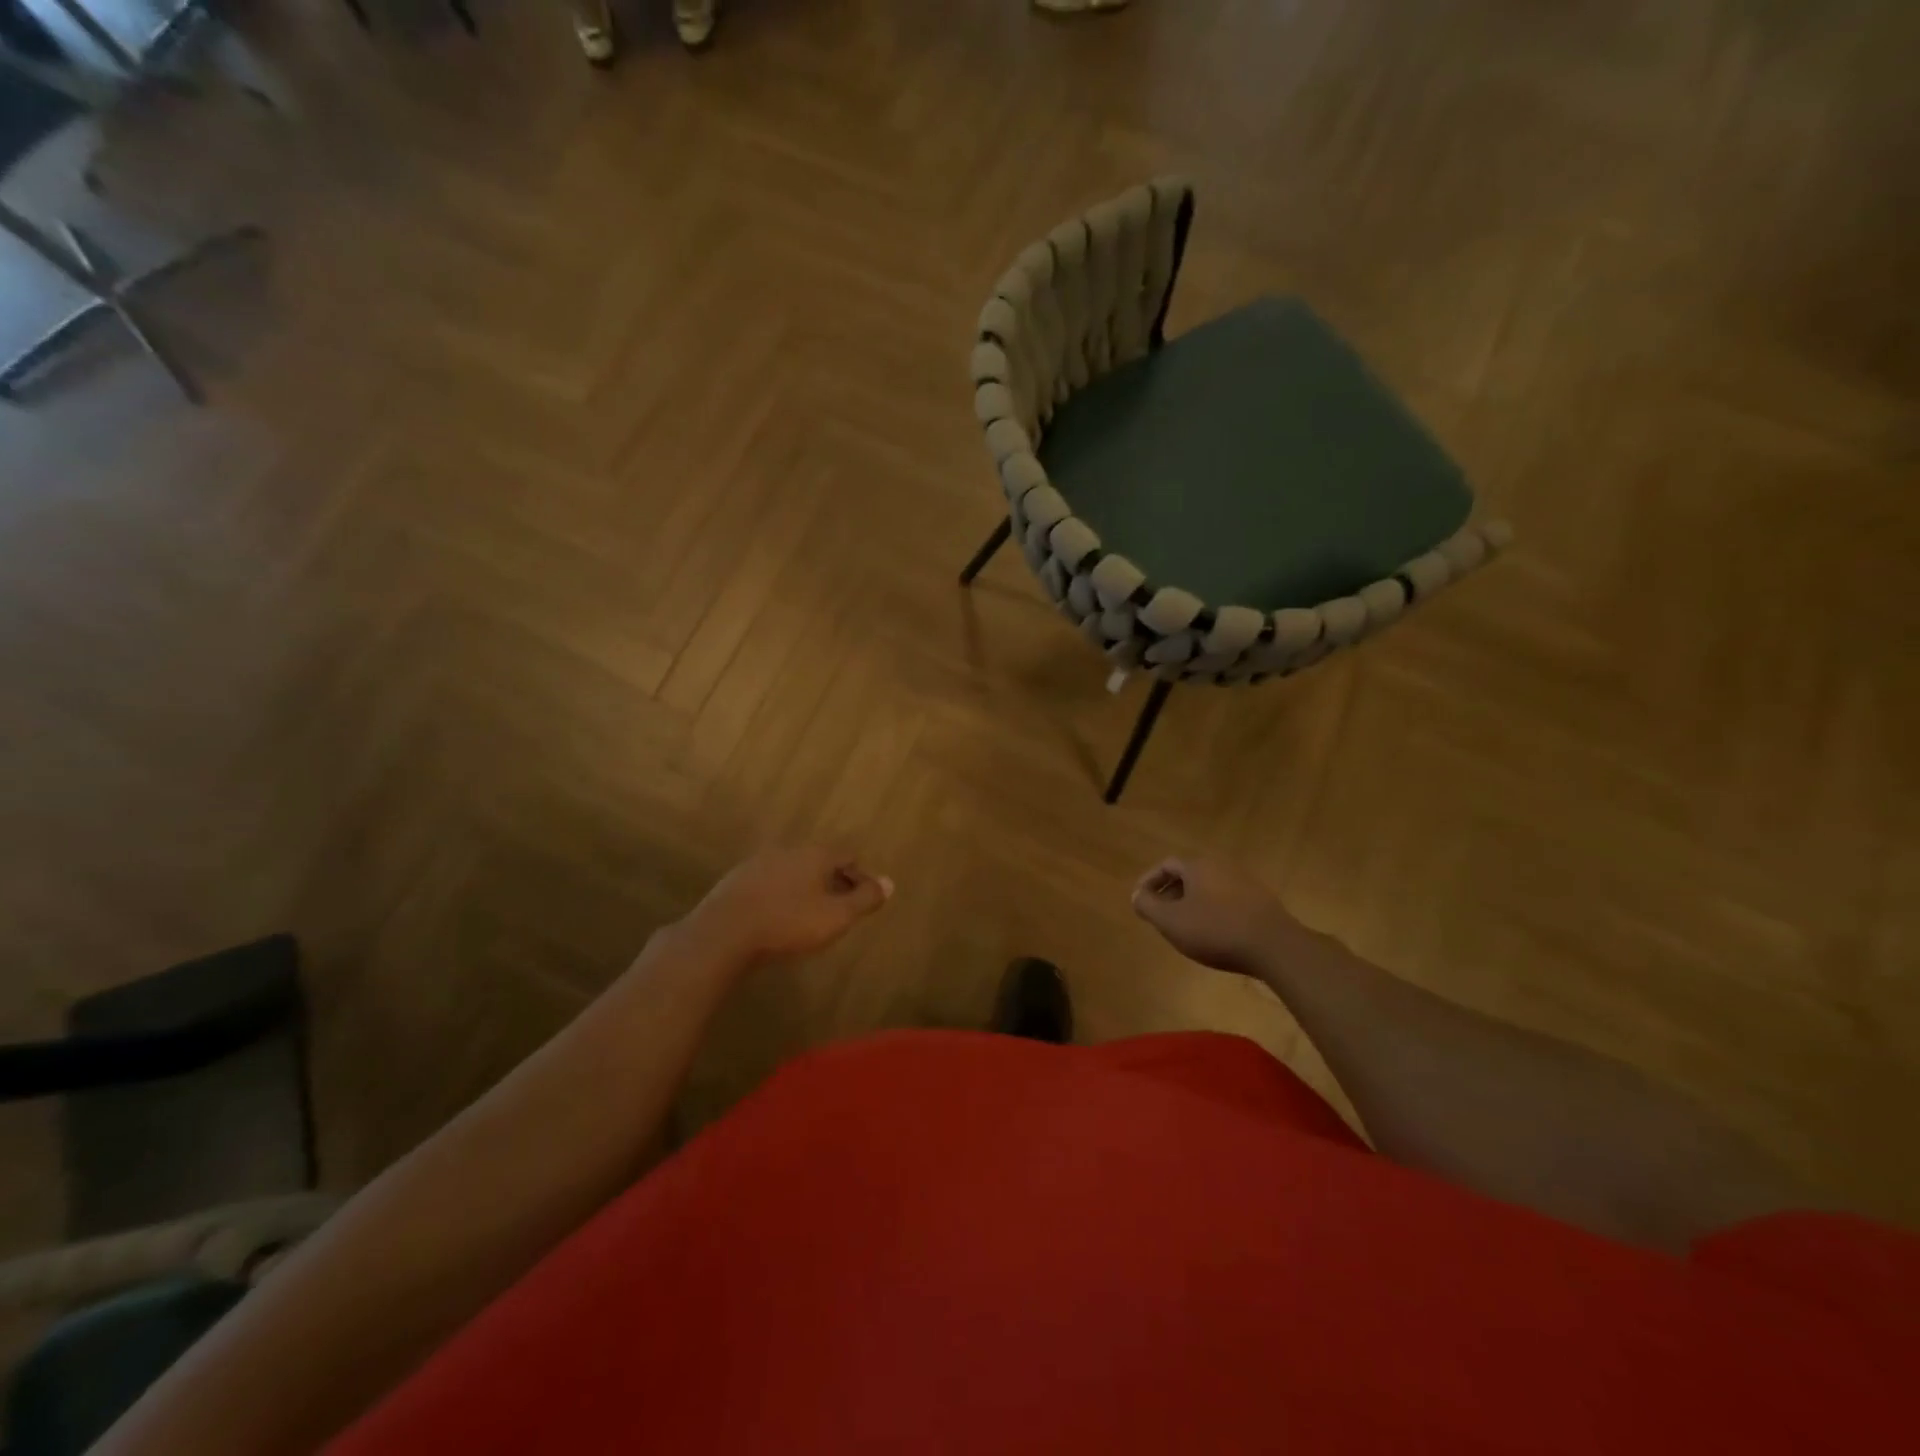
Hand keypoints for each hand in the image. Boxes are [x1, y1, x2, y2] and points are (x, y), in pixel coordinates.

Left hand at [684, 847, 893, 962]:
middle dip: (832, 881)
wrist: (722, 935)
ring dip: (804, 888)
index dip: (860, 876)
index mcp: (815, 854)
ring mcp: (757, 863)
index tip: (865, 899)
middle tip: (839, 908)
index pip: (847, 855)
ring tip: (809, 915)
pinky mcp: (734, 881)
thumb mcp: (836, 917)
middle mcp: (787, 850)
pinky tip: (777, 918)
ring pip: (792, 871)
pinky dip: (780, 896)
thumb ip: (865, 899)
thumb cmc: (788, 924)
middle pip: (819, 860)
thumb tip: (890, 882)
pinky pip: (768, 884)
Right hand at [1130, 857, 1302, 975]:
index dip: (1149, 881)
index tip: (1140, 900)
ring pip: (1209, 888)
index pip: (1166, 865)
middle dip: (1170, 893)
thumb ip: (1148, 906)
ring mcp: (1245, 882)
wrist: (1275, 947)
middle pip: (1188, 875)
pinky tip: (1214, 934)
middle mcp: (1221, 866)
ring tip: (1185, 927)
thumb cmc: (1216, 930)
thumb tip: (1137, 895)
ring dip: (1192, 903)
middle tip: (1161, 916)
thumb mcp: (1171, 921)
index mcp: (1198, 866)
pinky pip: (1228, 900)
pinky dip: (1213, 911)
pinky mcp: (1262, 901)